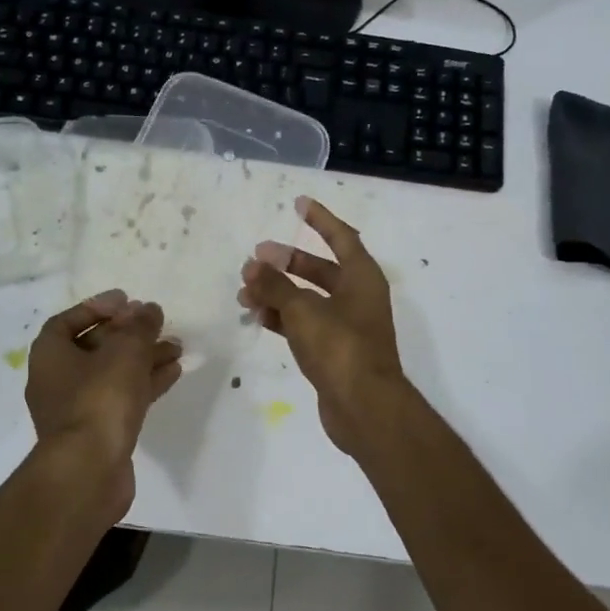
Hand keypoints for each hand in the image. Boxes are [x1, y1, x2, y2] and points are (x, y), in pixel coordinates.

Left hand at [25, 290, 182, 518]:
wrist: (89, 470)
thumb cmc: (100, 399)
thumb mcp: (125, 351)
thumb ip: (140, 326)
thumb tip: (149, 309)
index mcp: (50, 355)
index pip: (69, 320)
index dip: (98, 307)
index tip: (128, 301)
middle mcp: (56, 380)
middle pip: (95, 347)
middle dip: (128, 334)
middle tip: (156, 324)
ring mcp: (76, 409)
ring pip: (113, 374)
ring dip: (143, 358)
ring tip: (177, 347)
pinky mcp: (97, 432)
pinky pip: (122, 398)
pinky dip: (145, 383)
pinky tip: (173, 373)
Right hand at [238, 196, 408, 456]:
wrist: (364, 407)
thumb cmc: (340, 347)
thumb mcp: (303, 310)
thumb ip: (275, 285)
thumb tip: (252, 266)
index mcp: (362, 278)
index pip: (341, 237)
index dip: (320, 219)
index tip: (298, 203)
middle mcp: (357, 298)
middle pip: (320, 270)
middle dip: (287, 262)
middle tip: (256, 257)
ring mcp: (347, 326)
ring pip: (308, 299)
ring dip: (278, 293)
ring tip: (245, 292)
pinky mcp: (334, 352)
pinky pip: (305, 325)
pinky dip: (283, 319)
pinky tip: (259, 317)